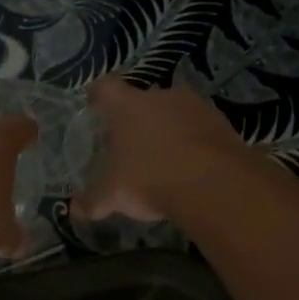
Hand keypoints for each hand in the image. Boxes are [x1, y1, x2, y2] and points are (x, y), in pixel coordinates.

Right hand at [75, 77, 249, 222]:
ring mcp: (195, 106)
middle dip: (136, 118)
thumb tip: (76, 210)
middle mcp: (160, 96)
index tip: (94, 106)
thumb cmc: (150, 179)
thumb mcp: (113, 196)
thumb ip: (93, 201)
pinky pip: (200, 128)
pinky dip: (194, 141)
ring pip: (174, 112)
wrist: (214, 184)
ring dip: (169, 128)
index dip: (97, 96)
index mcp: (127, 106)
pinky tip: (192, 165)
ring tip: (164, 156)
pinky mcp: (222, 122)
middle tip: (131, 141)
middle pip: (143, 100)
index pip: (105, 89)